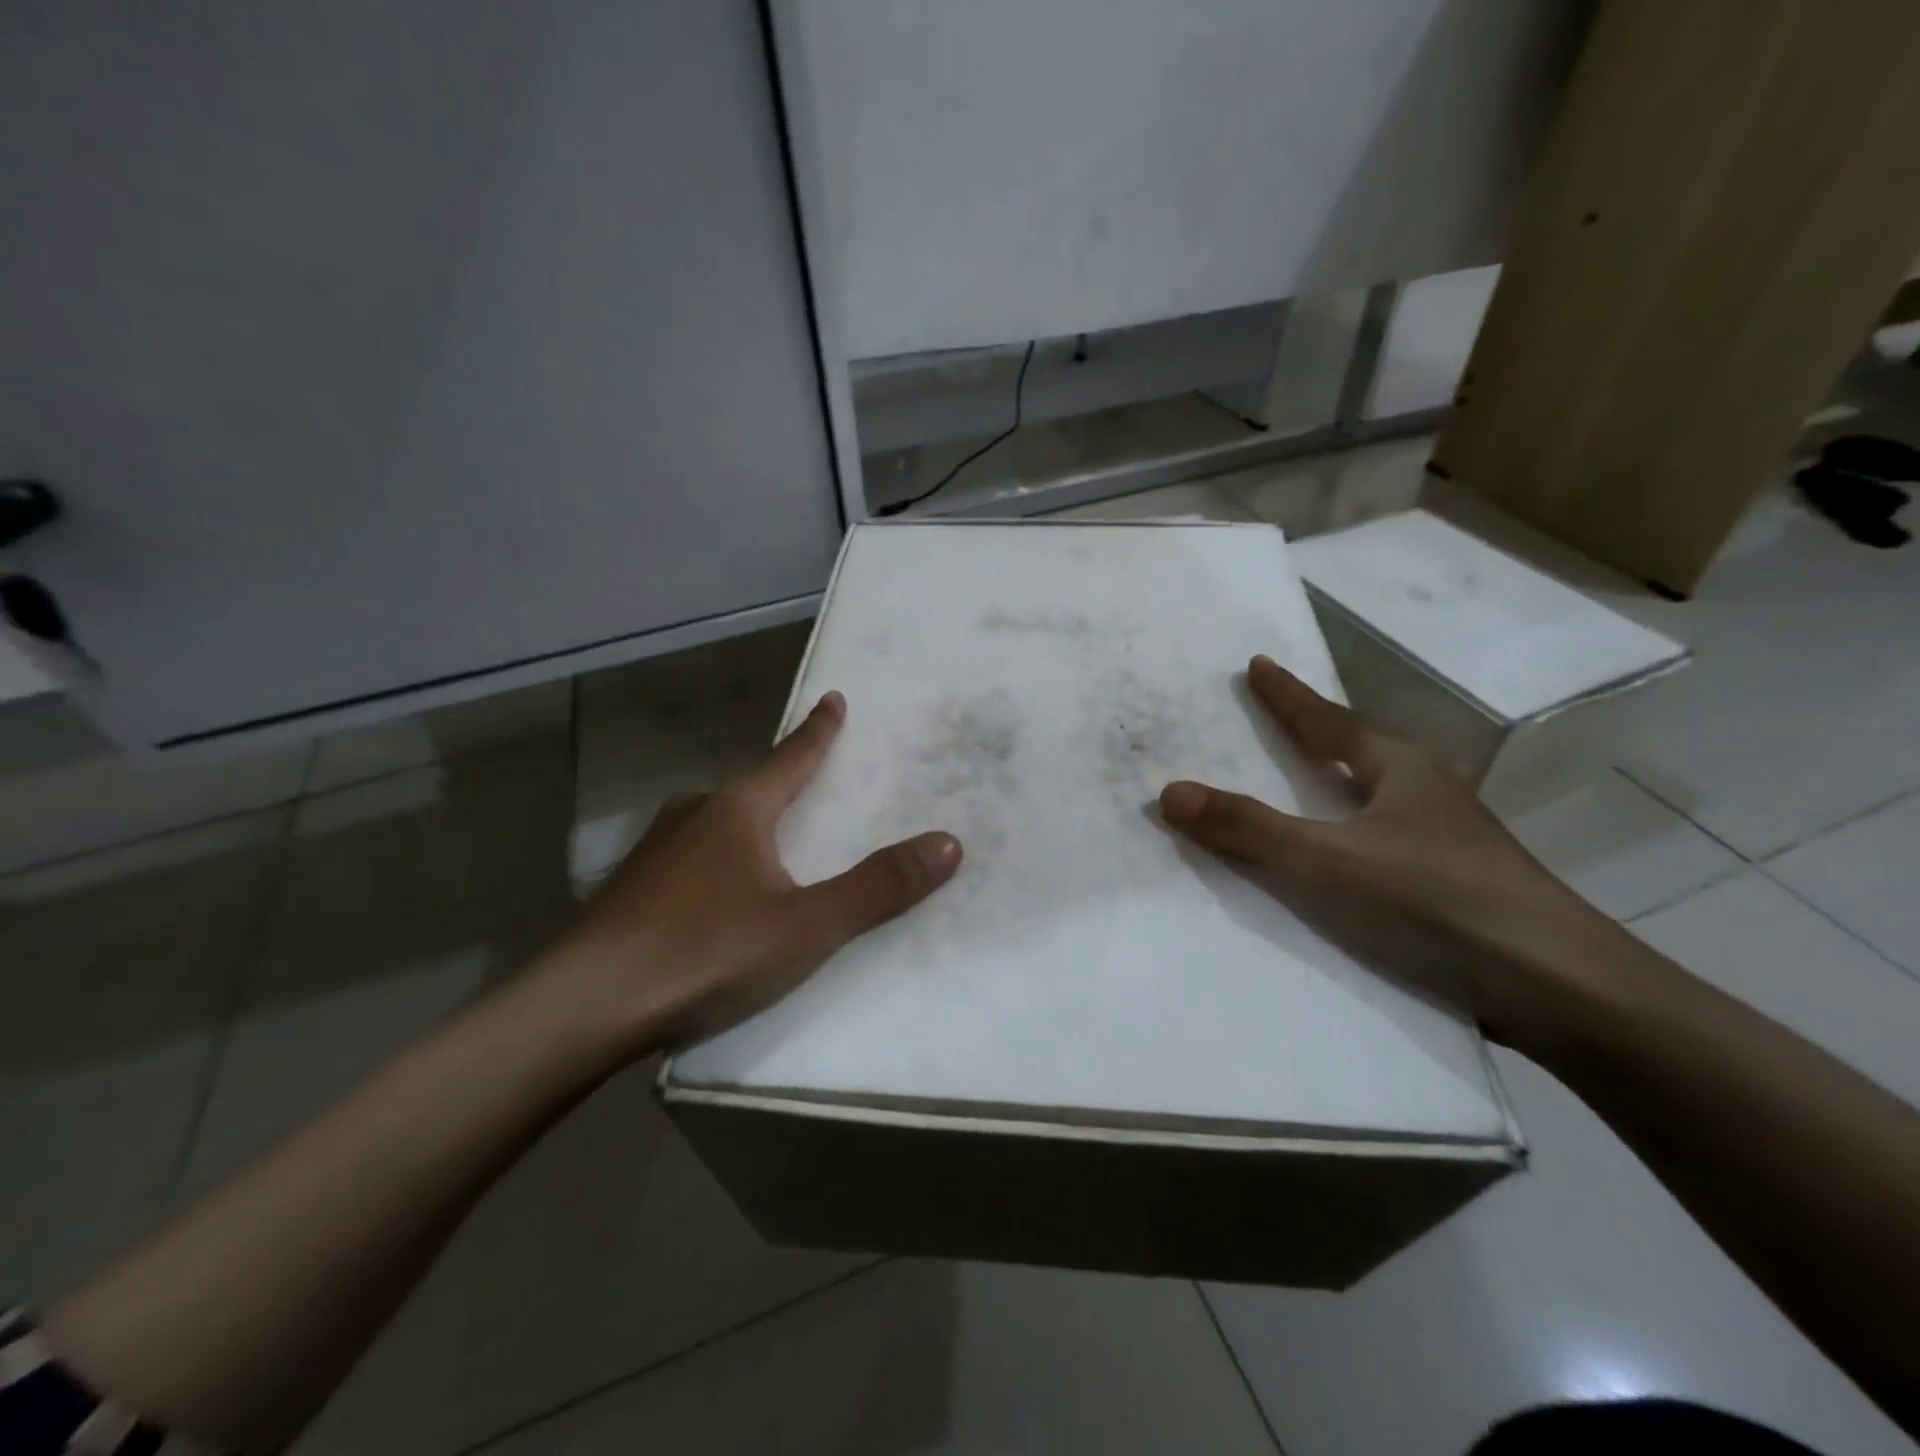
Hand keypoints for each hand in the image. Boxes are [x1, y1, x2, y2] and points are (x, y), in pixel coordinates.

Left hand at [543, 691, 961, 1056]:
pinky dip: (713, 860)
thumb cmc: (705, 953)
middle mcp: (693, 815)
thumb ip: (877, 888)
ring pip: (712, 822)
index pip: (791, 758)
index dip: (818, 731)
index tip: (833, 698)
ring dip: (744, 822)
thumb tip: (949, 843)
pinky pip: (687, 857)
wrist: (581, 1008)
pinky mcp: (627, 889)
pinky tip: (711, 893)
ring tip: (765, 840)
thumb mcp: (806, 927)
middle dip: (780, 782)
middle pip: (749, 787)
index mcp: (738, 810)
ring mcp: (653, 851)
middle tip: (806, 781)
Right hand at [1158, 656, 1652, 1053]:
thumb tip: (1169, 792)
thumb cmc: (1436, 902)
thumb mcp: (1327, 862)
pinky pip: (1377, 842)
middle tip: (1271, 718)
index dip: (1288, 695)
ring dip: (1331, 785)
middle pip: (1355, 750)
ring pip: (1371, 798)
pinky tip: (1334, 860)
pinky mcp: (1452, 886)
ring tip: (1296, 783)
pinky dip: (1344, 835)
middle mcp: (1424, 794)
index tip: (1258, 663)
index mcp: (1399, 770)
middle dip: (1312, 732)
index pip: (1328, 719)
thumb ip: (1248, 829)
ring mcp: (1445, 841)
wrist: (1562, 990)